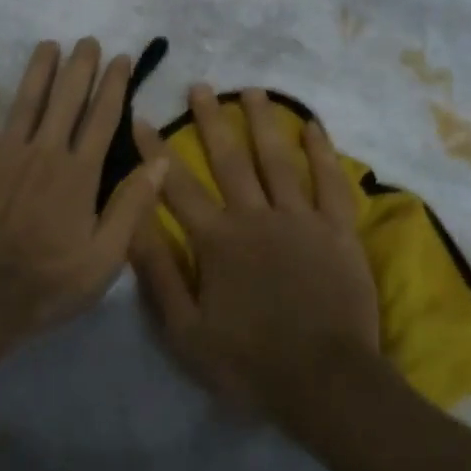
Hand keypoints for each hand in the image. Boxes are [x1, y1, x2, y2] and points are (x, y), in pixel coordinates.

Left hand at [0, 38, 166, 345]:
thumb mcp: (105, 257)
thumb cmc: (46, 282)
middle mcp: (44, 152)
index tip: (120, 58)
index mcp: (79, 173)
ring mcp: (3, 154)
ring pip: (24, 101)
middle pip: (65, 99)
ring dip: (38, 71)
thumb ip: (132, 206)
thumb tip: (161, 161)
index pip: (102, 118)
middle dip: (79, 67)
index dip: (113, 85)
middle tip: (87, 40)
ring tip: (48, 45)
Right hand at [130, 86, 381, 421]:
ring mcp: (300, 219)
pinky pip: (329, 182)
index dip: (155, 152)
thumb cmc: (250, 363)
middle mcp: (256, 216)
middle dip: (211, 120)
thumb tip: (132, 222)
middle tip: (200, 87)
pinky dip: (321, 152)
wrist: (326, 383)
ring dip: (262, 122)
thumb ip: (159, 274)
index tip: (141, 119)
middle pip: (229, 159)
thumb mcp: (186, 332)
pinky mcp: (337, 230)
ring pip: (277, 159)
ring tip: (251, 90)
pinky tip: (313, 126)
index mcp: (218, 240)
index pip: (176, 186)